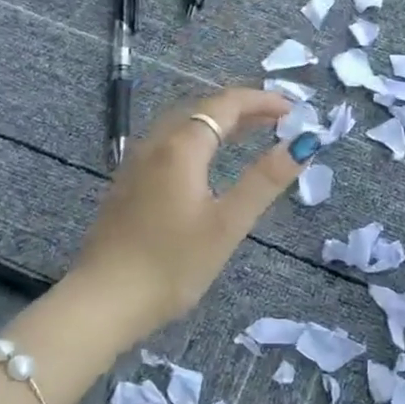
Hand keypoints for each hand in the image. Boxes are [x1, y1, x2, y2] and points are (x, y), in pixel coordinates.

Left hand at [71, 87, 320, 334]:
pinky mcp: (127, 185)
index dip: (261, 101)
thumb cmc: (171, 265)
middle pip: (202, 108)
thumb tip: (302, 143)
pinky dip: (198, 140)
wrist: (102, 303)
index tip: (293, 110)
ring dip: (219, 123)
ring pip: (183, 126)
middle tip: (277, 120)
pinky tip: (207, 164)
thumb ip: (264, 180)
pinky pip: (169, 144)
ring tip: (250, 134)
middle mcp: (155, 144)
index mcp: (181, 147)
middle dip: (242, 108)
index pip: (226, 104)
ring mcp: (136, 164)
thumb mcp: (227, 224)